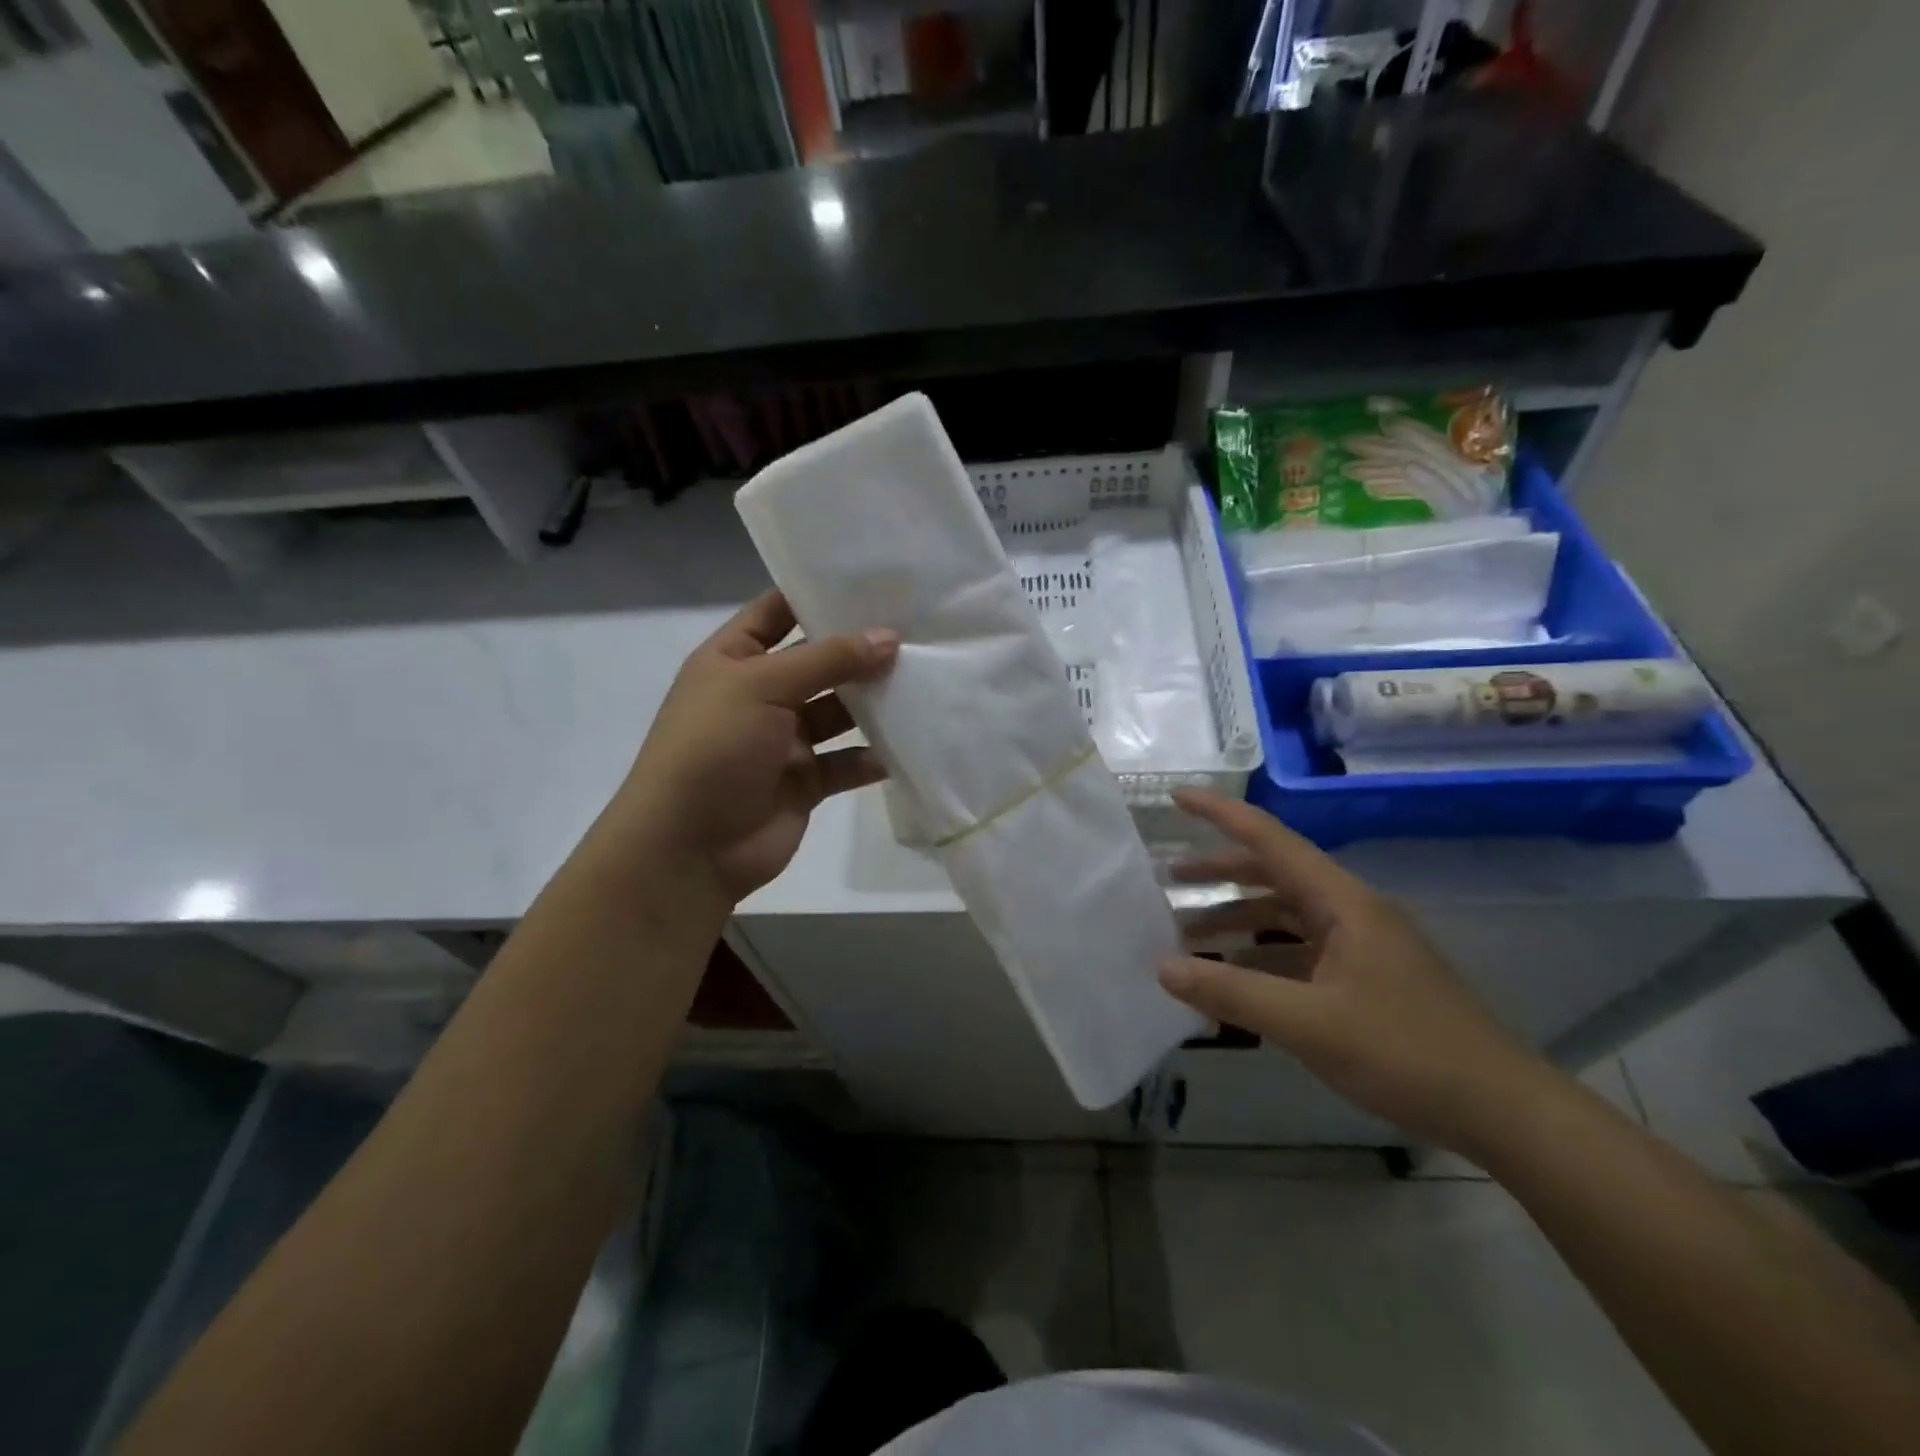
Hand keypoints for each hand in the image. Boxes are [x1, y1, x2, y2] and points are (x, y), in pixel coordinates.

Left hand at [615, 591, 897, 903]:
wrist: (689, 849)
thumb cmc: (713, 749)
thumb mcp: (763, 687)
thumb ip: (828, 660)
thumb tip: (889, 637)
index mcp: (733, 660)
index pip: (776, 612)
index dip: (817, 595)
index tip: (872, 580)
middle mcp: (760, 695)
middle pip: (818, 662)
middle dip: (860, 649)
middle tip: (917, 629)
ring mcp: (784, 741)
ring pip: (839, 712)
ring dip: (873, 702)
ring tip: (923, 681)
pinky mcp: (806, 783)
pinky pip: (847, 763)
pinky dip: (874, 757)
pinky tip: (908, 745)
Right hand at [1159, 788, 1555, 1154]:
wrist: (1502, 1111)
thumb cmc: (1406, 1053)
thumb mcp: (1309, 1024)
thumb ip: (1232, 993)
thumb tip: (1162, 967)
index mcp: (1343, 903)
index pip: (1270, 840)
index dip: (1221, 813)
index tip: (1177, 796)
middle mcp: (1351, 912)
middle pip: (1274, 874)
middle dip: (1220, 872)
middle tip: (1169, 879)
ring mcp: (1360, 946)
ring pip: (1285, 915)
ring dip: (1238, 918)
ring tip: (1189, 933)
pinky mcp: (1365, 979)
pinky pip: (1299, 951)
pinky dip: (1261, 956)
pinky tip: (1234, 978)